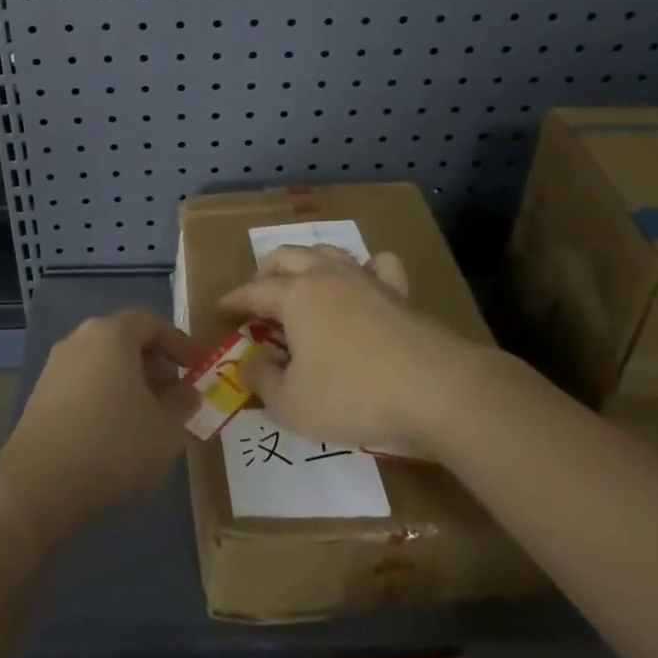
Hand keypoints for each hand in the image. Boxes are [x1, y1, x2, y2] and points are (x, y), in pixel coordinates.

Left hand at [0, 309, 202, 548]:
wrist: (39, 488)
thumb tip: (187, 392)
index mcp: (111, 334)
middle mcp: (79, 340)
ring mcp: (55, 368)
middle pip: (125, 340)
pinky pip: (84, 384)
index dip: (178, 343)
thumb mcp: (166, 428)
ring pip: (103, 364)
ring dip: (130, 383)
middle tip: (176, 394)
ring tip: (150, 418)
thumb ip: (183, 403)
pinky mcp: (41, 397)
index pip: (151, 323)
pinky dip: (106, 397)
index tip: (197, 368)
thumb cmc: (113, 445)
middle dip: (155, 364)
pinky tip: (117, 433)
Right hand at [222, 244, 503, 456]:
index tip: (220, 308)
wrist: (437, 391)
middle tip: (256, 290)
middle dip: (266, 270)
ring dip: (307, 262)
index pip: (254, 291)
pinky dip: (366, 268)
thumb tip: (251, 364)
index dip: (234, 300)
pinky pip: (379, 265)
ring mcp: (367, 279)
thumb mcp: (292, 404)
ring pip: (328, 253)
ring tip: (301, 280)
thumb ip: (263, 382)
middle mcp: (327, 276)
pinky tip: (365, 281)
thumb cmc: (353, 396)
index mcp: (295, 296)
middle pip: (287, 257)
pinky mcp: (400, 293)